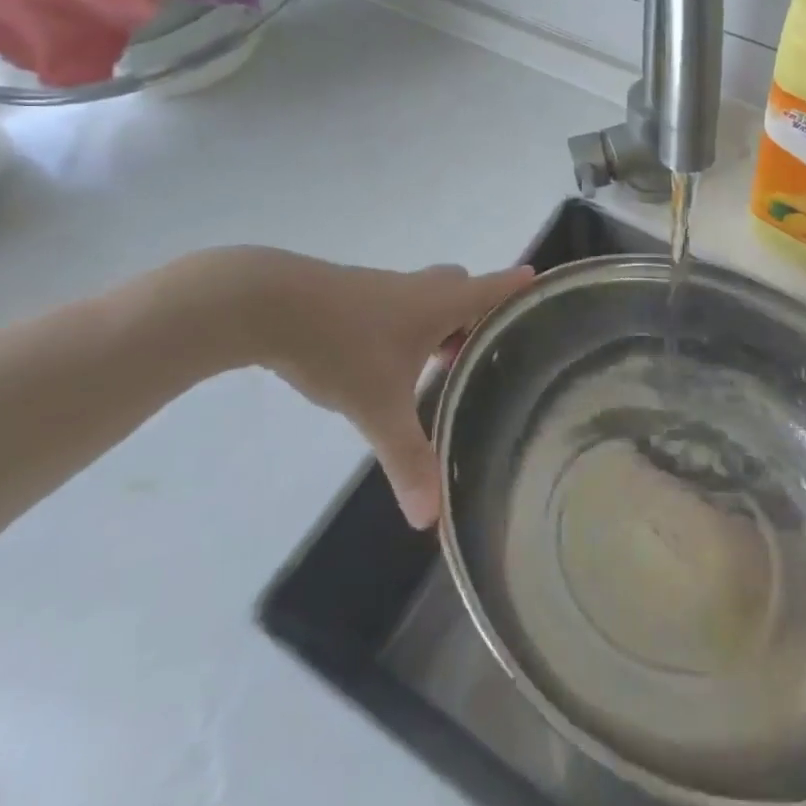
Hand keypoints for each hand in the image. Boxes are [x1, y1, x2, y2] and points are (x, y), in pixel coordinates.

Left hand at [172, 248, 532, 528]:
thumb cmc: (339, 344)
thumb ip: (407, 460)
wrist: (266, 303)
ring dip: (440, 322)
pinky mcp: (351, 296)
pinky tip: (388, 361)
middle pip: (461, 290)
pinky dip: (406, 326)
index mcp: (439, 303)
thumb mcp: (378, 406)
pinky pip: (396, 306)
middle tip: (485, 350)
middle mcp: (417, 289)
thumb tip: (431, 521)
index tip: (540, 283)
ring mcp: (382, 289)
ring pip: (427, 298)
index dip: (518, 287)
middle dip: (477, 314)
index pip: (493, 288)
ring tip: (441, 364)